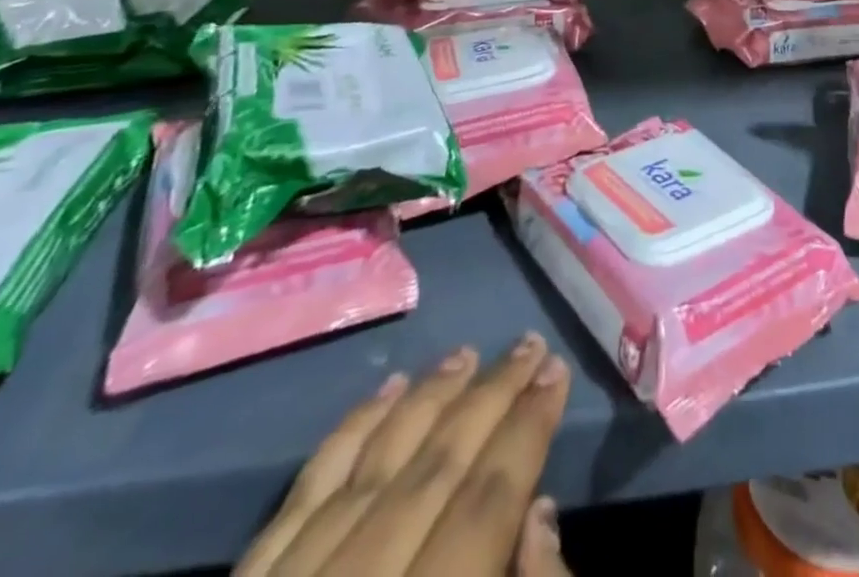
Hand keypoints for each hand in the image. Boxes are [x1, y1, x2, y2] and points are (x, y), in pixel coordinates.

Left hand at [236, 334, 572, 576]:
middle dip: (490, 399)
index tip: (556, 372)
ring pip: (371, 468)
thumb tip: (539, 514)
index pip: (485, 505)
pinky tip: (383, 393)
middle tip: (528, 344)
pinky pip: (302, 496)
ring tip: (466, 354)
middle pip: (434, 471)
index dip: (527, 431)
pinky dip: (347, 436)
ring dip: (425, 402)